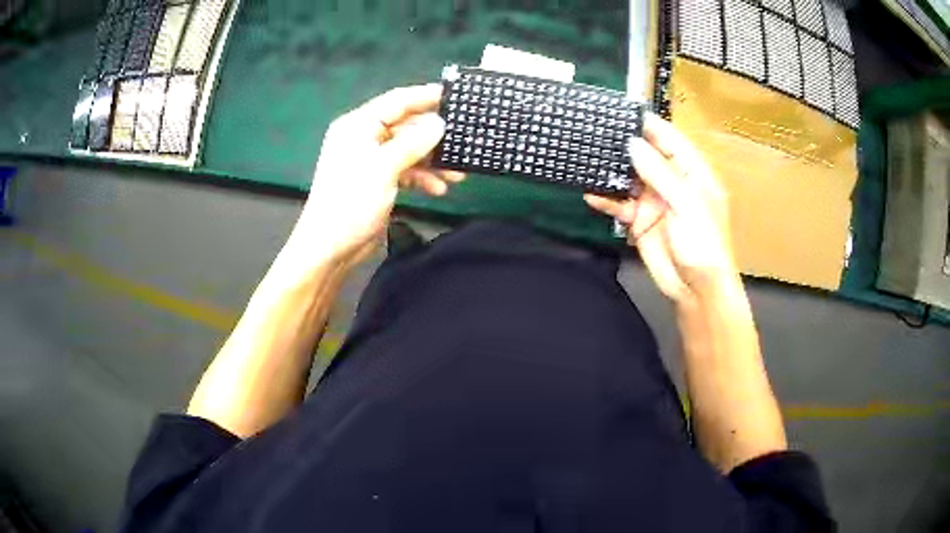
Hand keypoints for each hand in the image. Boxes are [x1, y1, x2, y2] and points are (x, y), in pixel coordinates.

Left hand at [285, 84, 463, 271]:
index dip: (425, 96)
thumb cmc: (352, 201)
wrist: (331, 247)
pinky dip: (421, 178)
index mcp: (359, 125)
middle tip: (463, 139)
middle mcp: (364, 137)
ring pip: (409, 150)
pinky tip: (438, 189)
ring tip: (458, 174)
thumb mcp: (384, 167)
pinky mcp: (378, 180)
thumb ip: (413, 143)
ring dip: (432, 161)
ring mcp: (371, 160)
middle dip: (434, 136)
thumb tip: (439, 123)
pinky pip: (405, 170)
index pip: (397, 102)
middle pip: (406, 126)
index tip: (454, 96)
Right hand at [584, 114, 736, 305]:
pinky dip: (606, 200)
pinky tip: (590, 194)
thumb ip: (660, 173)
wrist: (696, 289)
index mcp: (692, 172)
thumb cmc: (704, 244)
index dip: (647, 124)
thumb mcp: (687, 203)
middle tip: (594, 128)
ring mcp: (654, 200)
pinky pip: (619, 204)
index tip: (621, 110)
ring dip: (611, 169)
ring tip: (585, 155)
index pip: (669, 139)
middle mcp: (672, 181)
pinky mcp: (639, 220)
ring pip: (629, 177)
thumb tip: (633, 143)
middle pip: (645, 154)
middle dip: (623, 143)